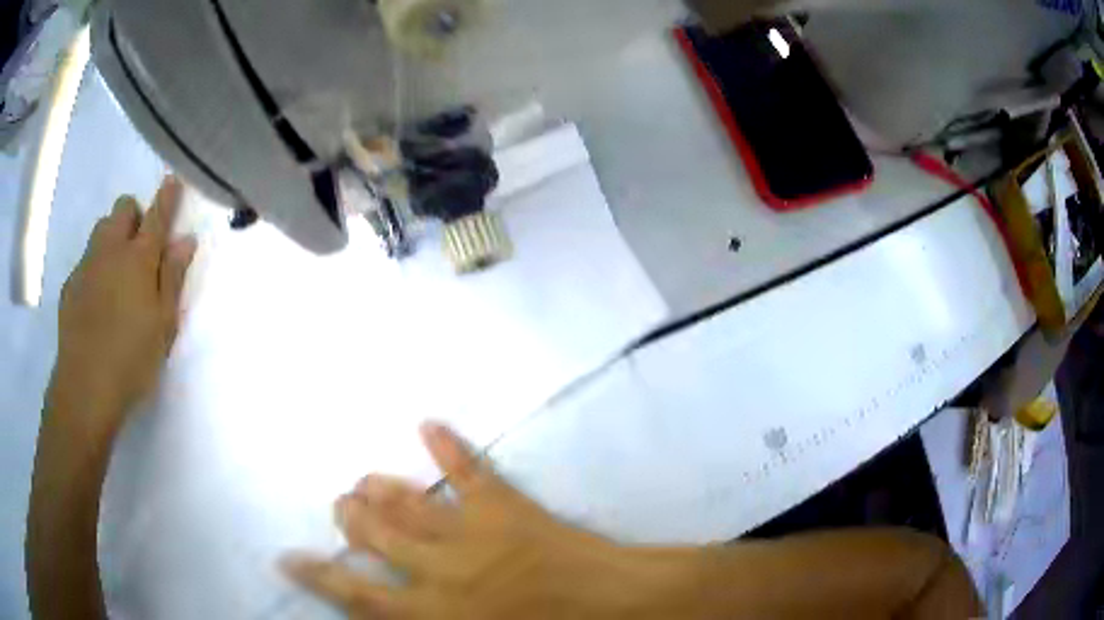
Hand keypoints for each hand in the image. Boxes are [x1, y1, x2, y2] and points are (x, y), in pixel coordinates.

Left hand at [51, 176, 195, 437]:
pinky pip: (85, 260)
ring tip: (117, 272)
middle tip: (140, 246)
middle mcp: (111, 250)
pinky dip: (95, 266)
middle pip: (122, 209)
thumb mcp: (163, 324)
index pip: (157, 215)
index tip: (172, 180)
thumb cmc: (132, 359)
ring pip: (101, 229)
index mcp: (138, 258)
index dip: (167, 196)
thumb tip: (186, 240)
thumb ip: (172, 277)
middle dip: (133, 215)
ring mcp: (86, 265)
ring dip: (112, 236)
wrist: (85, 387)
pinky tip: (97, 301)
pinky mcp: (70, 285)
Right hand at [282, 424, 695, 618]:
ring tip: (363, 480)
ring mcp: (476, 533)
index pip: (361, 596)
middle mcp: (445, 570)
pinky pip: (473, 471)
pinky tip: (428, 422)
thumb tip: (395, 614)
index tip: (287, 556)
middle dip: (351, 518)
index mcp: (439, 614)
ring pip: (411, 505)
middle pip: (378, 537)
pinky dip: (450, 447)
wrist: (622, 607)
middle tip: (340, 504)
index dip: (320, 575)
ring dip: (383, 489)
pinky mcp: (510, 507)